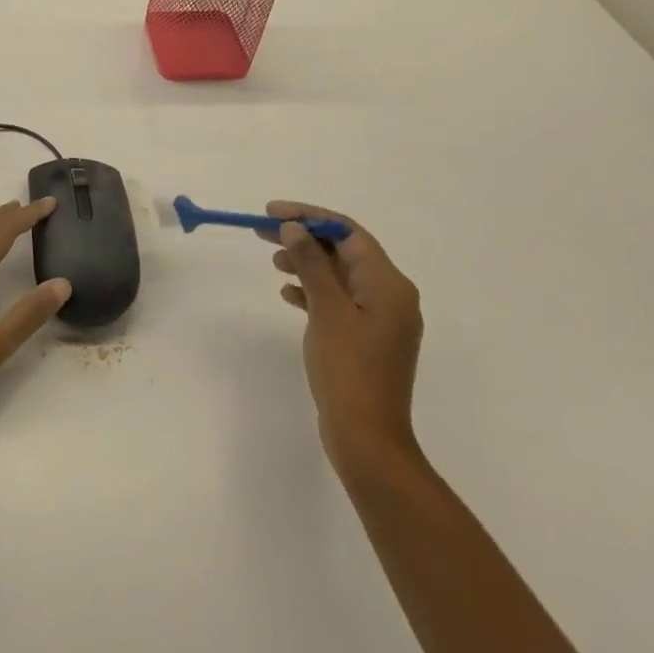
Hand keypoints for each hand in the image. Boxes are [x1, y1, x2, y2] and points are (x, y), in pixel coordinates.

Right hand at [261, 202, 423, 480]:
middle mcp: (390, 295)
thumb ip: (311, 264)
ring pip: (339, 275)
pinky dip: (313, 291)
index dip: (309, 216)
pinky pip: (339, 300)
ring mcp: (380, 319)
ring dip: (307, 263)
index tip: (271, 213)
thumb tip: (294, 228)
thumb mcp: (326, 310)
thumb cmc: (348, 370)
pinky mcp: (367, 339)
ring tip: (273, 261)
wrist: (367, 440)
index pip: (348, 232)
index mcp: (389, 284)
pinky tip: (288, 293)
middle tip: (262, 231)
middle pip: (343, 251)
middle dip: (304, 238)